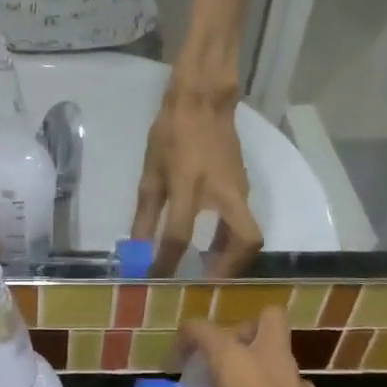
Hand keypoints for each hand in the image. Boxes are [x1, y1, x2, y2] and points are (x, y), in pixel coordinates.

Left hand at [131, 78, 262, 276]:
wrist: (203, 101)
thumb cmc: (171, 134)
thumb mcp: (151, 172)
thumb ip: (146, 213)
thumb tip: (138, 248)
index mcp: (190, 186)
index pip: (179, 235)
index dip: (166, 262)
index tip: (156, 280)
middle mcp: (224, 192)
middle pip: (245, 241)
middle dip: (229, 268)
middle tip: (206, 284)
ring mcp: (240, 189)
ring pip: (248, 233)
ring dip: (231, 256)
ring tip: (207, 270)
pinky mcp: (244, 186)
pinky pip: (244, 220)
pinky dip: (231, 238)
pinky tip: (211, 244)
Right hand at [158, 310, 363, 386]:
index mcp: (236, 364)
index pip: (202, 329)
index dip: (183, 341)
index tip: (175, 368)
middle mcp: (270, 363)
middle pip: (265, 319)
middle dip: (242, 331)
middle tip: (223, 362)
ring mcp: (300, 384)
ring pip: (279, 354)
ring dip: (258, 366)